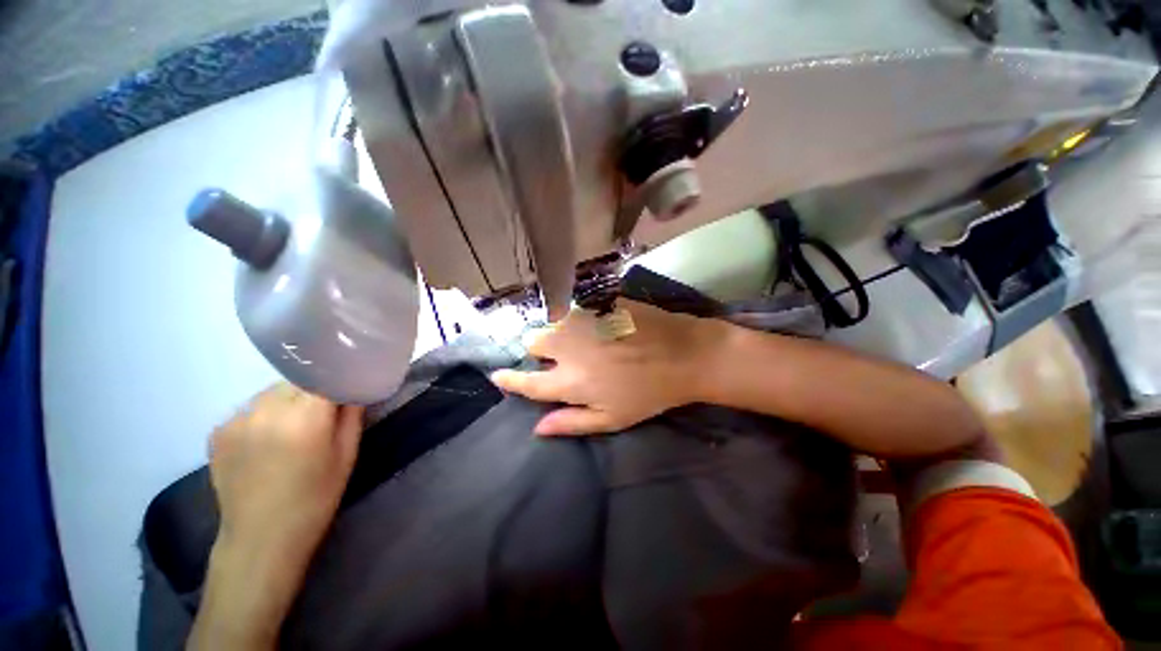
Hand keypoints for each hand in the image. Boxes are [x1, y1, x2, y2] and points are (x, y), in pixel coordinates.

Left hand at [192, 384, 363, 649]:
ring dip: (288, 401)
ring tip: (294, 427)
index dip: (339, 375)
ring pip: (272, 392)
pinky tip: (267, 440)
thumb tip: (353, 387)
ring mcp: (236, 419)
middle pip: (297, 380)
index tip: (349, 380)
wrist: (261, 538)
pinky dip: (264, 415)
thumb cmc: (315, 497)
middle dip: (314, 388)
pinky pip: (251, 409)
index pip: (325, 374)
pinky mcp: (217, 431)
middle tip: (324, 409)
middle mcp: (266, 410)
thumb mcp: (347, 453)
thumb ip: (351, 413)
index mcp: (304, 416)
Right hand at [490, 300, 727, 435]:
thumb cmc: (648, 393)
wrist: (682, 354)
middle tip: (559, 355)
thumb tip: (537, 428)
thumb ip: (571, 423)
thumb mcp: (612, 419)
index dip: (510, 379)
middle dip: (538, 349)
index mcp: (570, 381)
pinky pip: (574, 309)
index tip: (498, 376)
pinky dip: (577, 318)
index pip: (527, 382)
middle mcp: (568, 347)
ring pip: (552, 322)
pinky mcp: (597, 303)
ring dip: (558, 332)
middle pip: (533, 342)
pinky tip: (597, 325)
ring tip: (582, 339)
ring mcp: (583, 320)